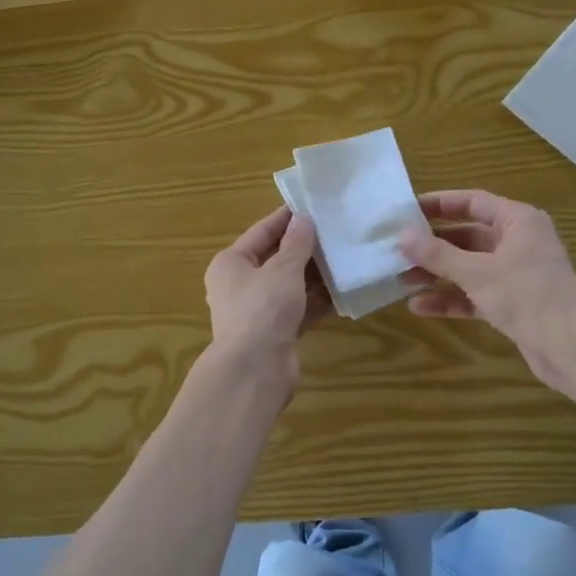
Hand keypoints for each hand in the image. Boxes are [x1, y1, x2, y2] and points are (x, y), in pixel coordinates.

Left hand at [204, 206, 329, 386]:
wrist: (255, 370)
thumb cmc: (263, 309)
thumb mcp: (283, 270)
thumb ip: (297, 243)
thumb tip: (303, 219)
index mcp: (231, 263)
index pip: (261, 232)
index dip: (286, 218)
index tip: (311, 205)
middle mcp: (240, 285)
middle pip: (275, 259)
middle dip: (304, 248)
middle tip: (335, 231)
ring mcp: (258, 311)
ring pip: (289, 285)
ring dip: (314, 274)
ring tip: (344, 256)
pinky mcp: (275, 332)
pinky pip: (299, 308)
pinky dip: (317, 300)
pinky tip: (342, 290)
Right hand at [399, 190, 575, 394]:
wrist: (570, 347)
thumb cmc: (527, 295)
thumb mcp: (477, 272)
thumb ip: (437, 254)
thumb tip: (401, 236)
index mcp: (518, 221)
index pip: (473, 201)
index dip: (439, 204)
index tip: (407, 210)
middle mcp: (518, 242)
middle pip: (467, 236)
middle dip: (433, 245)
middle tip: (398, 249)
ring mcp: (515, 274)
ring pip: (468, 267)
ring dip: (437, 273)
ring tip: (401, 279)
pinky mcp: (512, 303)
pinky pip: (474, 294)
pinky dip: (451, 298)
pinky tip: (419, 306)